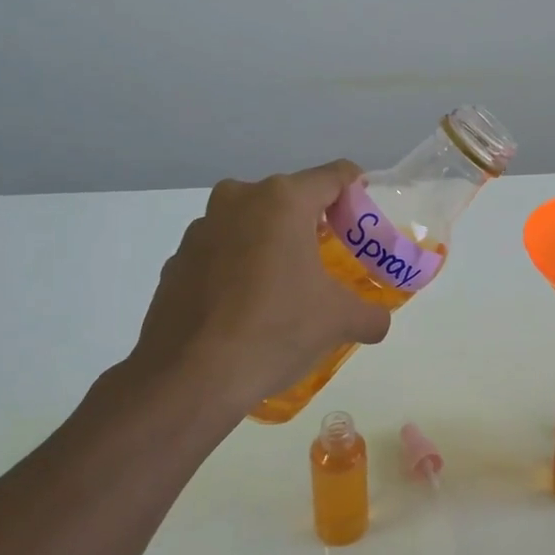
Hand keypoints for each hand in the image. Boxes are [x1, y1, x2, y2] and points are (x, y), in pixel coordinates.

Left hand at [120, 160, 390, 423]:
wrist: (189, 379)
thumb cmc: (275, 330)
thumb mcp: (339, 321)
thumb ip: (370, 313)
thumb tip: (377, 321)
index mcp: (283, 201)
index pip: (335, 176)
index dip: (358, 193)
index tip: (365, 222)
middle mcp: (239, 200)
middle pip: (291, 198)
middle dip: (314, 223)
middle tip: (332, 259)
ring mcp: (202, 229)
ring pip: (252, 223)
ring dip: (273, 244)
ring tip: (288, 286)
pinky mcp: (177, 261)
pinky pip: (222, 252)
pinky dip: (240, 267)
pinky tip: (247, 308)